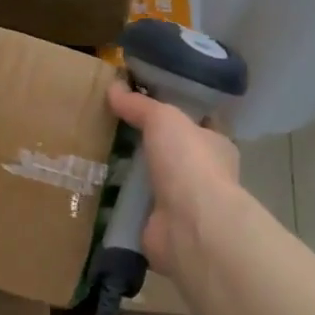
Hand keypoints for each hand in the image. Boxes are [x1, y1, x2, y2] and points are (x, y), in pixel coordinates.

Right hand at [107, 80, 240, 271]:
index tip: (146, 108)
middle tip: (113, 132)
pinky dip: (121, 205)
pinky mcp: (162, 227)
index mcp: (216, 145)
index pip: (198, 126)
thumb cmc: (189, 162)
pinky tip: (97, 193)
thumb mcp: (164, 119)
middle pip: (174, 155)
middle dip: (150, 147)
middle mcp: (204, 175)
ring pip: (155, 183)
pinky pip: (137, 210)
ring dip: (133, 177)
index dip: (176, 116)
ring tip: (98, 161)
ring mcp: (184, 205)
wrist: (191, 223)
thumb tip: (114, 86)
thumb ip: (140, 105)